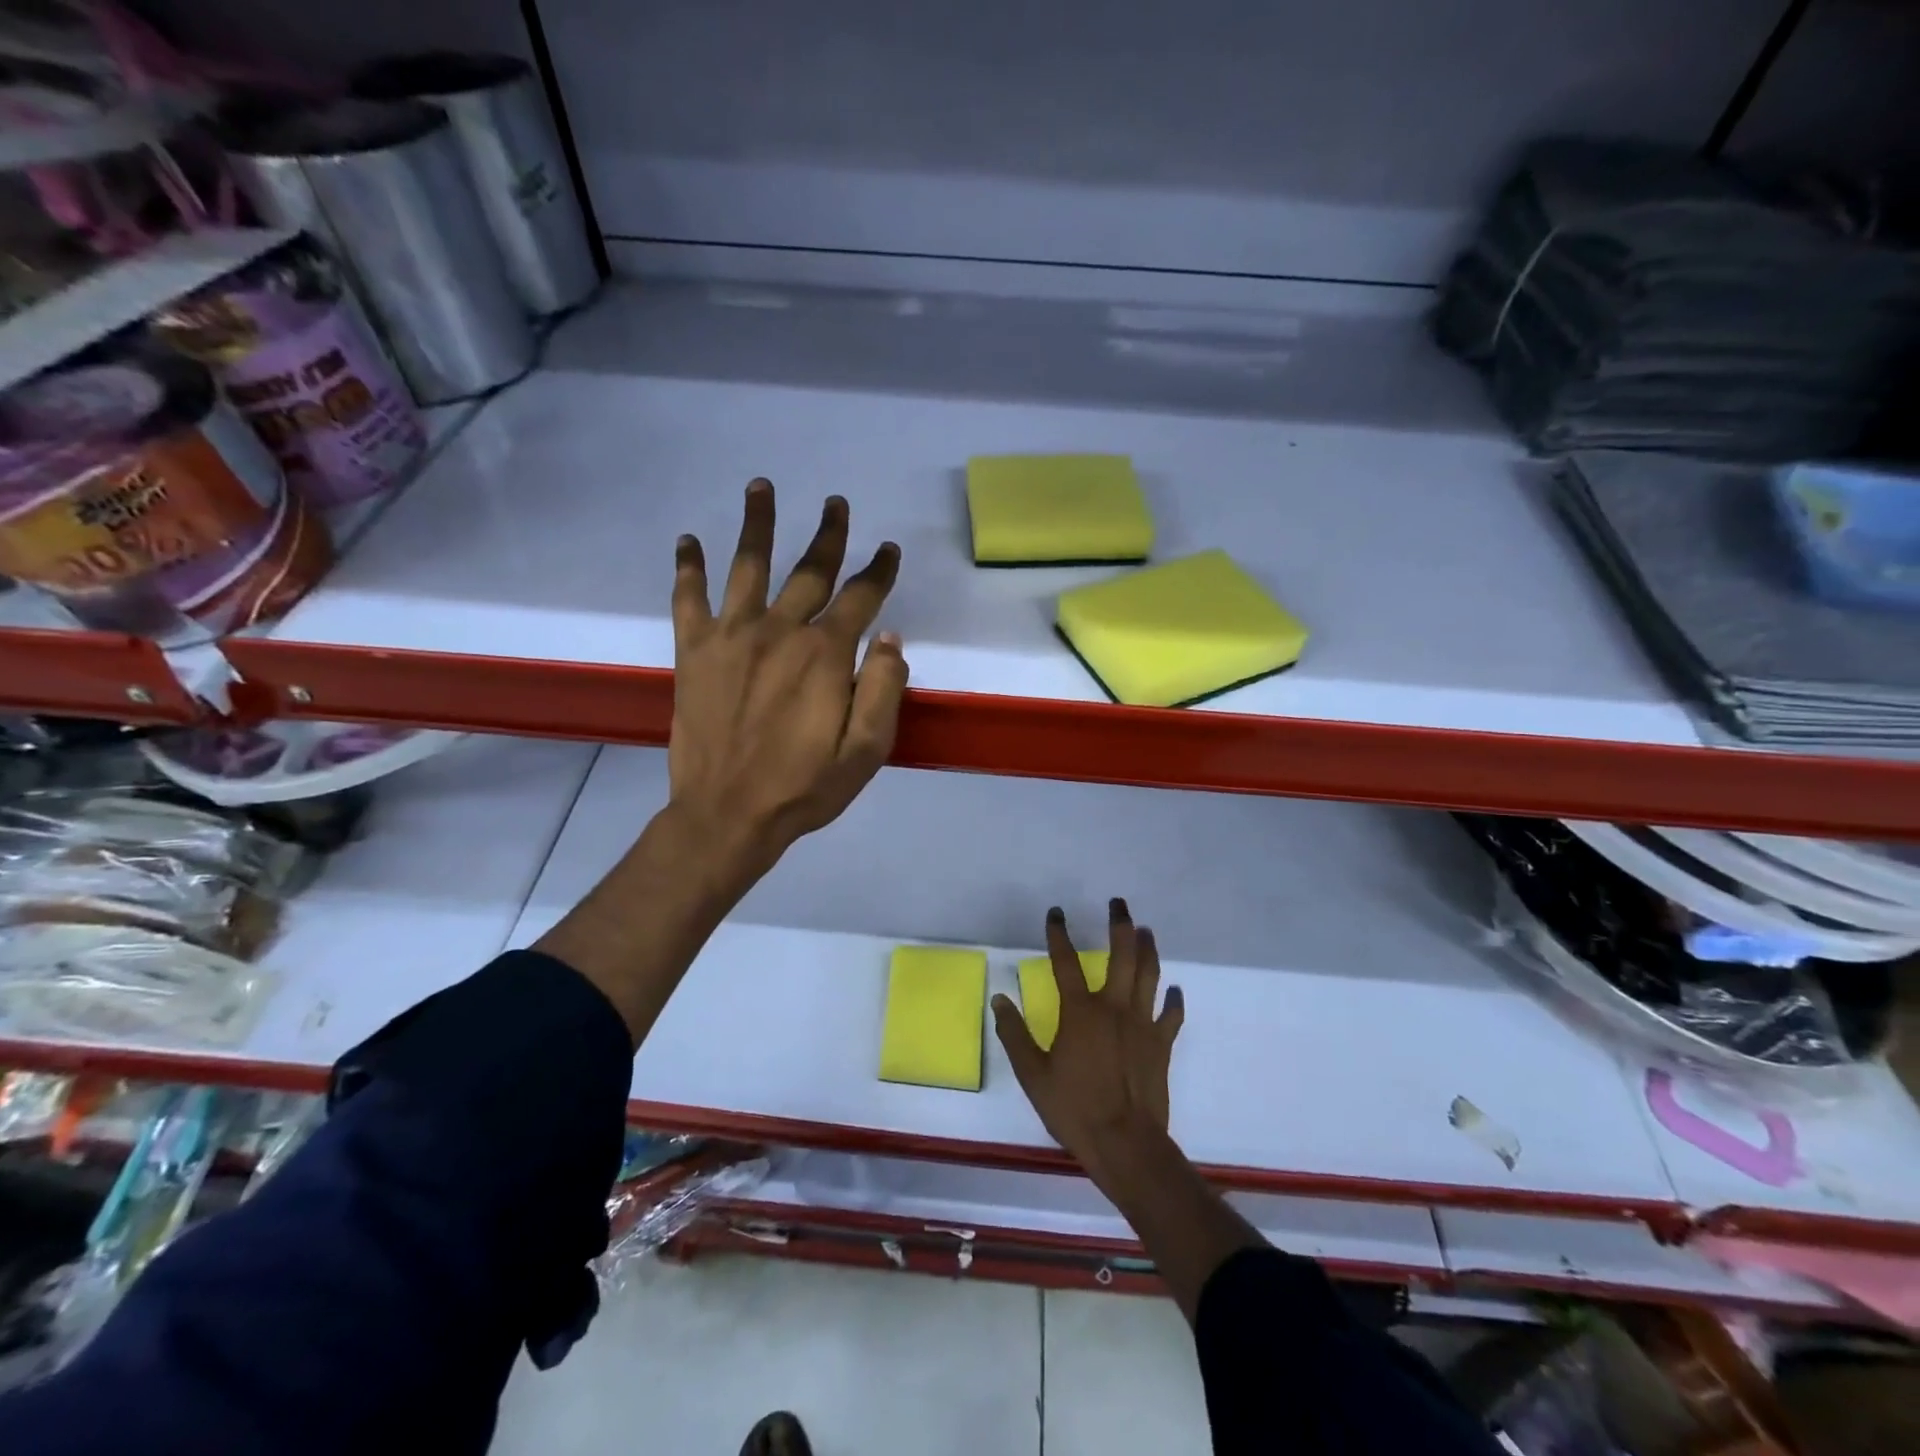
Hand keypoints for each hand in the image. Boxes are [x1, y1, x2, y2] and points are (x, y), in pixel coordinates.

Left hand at [668, 479, 907, 879]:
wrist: (728, 815)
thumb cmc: (805, 786)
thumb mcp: (868, 750)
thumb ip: (884, 688)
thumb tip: (891, 637)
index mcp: (825, 655)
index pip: (860, 598)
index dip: (878, 571)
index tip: (888, 550)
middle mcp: (779, 631)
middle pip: (809, 570)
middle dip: (828, 535)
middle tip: (836, 503)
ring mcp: (732, 637)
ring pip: (747, 566)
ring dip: (756, 524)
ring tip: (760, 486)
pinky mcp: (694, 652)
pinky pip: (689, 600)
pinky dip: (688, 568)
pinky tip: (687, 542)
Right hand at [992, 899, 1184, 1181]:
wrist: (1126, 1144)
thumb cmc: (1074, 1108)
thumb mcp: (1033, 1074)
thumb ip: (1014, 1034)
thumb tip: (999, 998)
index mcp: (1080, 1012)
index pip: (1065, 962)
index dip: (1059, 934)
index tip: (1056, 913)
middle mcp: (1114, 1007)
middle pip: (1122, 955)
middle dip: (1120, 925)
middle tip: (1119, 904)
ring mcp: (1142, 1024)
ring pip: (1149, 975)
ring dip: (1148, 949)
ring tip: (1146, 930)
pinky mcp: (1161, 1044)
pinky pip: (1171, 1014)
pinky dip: (1173, 1000)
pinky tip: (1174, 990)